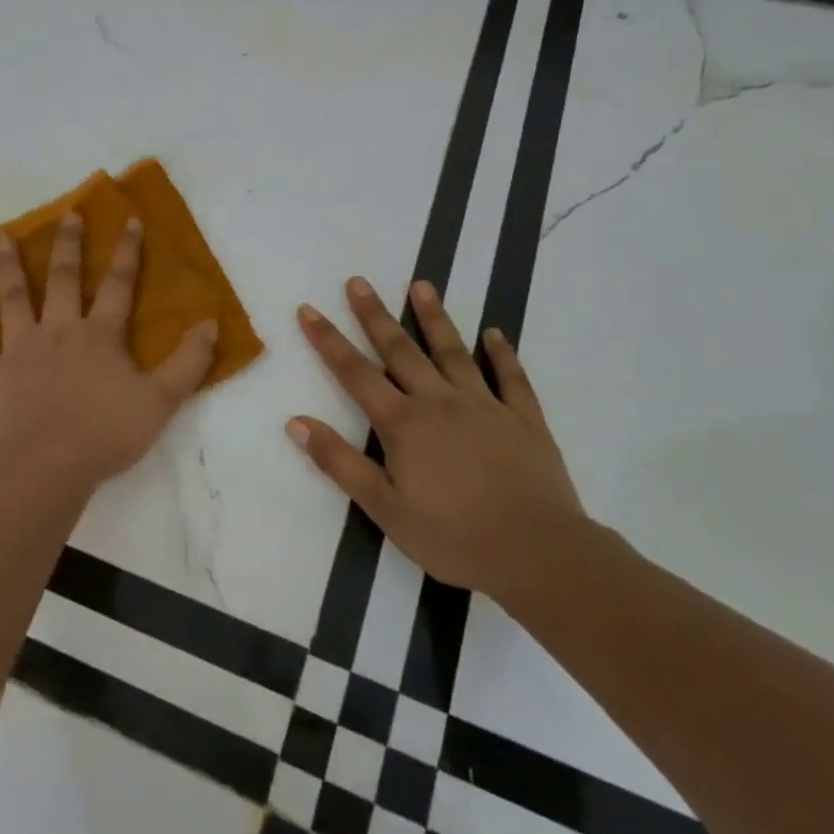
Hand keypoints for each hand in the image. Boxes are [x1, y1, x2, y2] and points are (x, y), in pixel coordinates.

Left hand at [0, 213, 218, 494]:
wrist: (47, 466)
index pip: (118, 285)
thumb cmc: (106, 434)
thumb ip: (188, 362)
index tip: (129, 220)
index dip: (127, 252)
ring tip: (2, 237)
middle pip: (63, 279)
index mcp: (100, 335)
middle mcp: (58, 331)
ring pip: (13, 299)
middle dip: (68, 245)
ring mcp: (19, 349)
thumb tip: (211, 324)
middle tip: (67, 214)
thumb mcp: (161, 401)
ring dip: (8, 267)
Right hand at [287, 277, 588, 603]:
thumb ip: (339, 462)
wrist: (536, 552)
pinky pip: (511, 378)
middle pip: (400, 350)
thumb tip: (296, 422)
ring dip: (434, 318)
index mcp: (403, 423)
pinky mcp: (524, 419)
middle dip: (375, 315)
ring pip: (454, 352)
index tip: (309, 309)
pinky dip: (502, 353)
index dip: (328, 340)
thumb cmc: (452, 536)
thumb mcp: (383, 507)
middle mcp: (439, 402)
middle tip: (358, 282)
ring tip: (421, 285)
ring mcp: (485, 406)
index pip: (355, 373)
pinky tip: (495, 334)